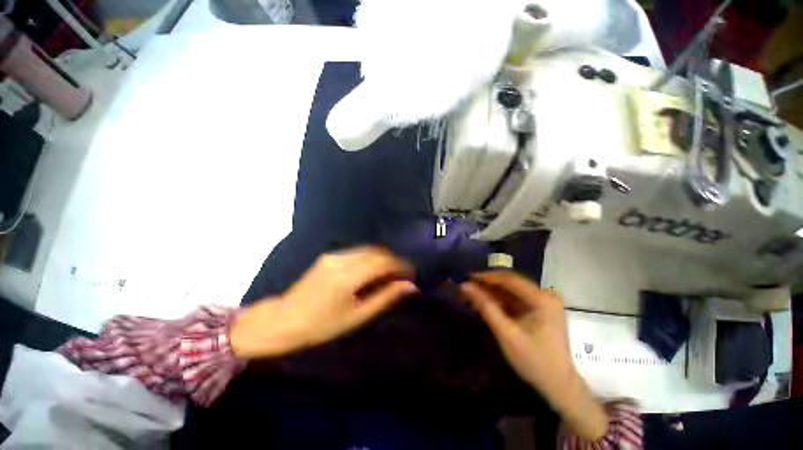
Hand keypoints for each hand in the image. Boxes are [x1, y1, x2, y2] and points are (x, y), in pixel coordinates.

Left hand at [231, 246, 416, 358]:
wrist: (284, 319)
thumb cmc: (322, 325)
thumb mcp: (358, 316)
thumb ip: (385, 297)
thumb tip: (410, 286)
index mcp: (349, 276)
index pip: (384, 262)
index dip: (402, 265)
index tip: (412, 274)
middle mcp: (343, 259)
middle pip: (377, 252)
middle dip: (394, 260)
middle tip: (403, 274)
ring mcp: (335, 255)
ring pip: (368, 249)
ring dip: (383, 258)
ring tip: (390, 272)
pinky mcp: (329, 255)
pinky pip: (357, 252)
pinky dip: (370, 257)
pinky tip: (373, 270)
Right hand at [460, 271, 607, 439]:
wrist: (558, 386)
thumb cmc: (534, 361)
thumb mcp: (506, 333)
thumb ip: (485, 307)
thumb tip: (465, 286)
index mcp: (542, 299)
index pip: (509, 279)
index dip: (486, 277)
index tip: (466, 278)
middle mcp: (544, 295)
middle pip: (509, 283)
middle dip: (486, 285)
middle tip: (466, 287)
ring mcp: (542, 302)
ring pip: (509, 291)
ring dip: (490, 293)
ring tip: (470, 295)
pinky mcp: (537, 310)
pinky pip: (513, 300)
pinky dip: (498, 302)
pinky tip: (483, 304)